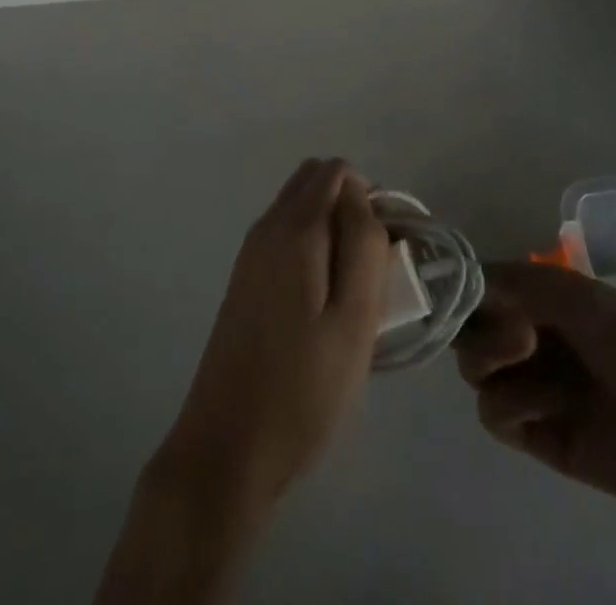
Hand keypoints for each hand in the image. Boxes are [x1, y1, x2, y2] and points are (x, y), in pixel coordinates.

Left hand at [154, 158, 390, 510]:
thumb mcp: (354, 319)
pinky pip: (284, 236)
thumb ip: (363, 245)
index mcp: (294, 228)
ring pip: (299, 208)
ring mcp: (251, 252)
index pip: (336, 171)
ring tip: (354, 292)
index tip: (387, 249)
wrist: (227, 445)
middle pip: (314, 181)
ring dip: (332, 228)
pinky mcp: (245, 279)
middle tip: (374, 267)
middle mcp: (267, 227)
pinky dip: (311, 247)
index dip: (369, 197)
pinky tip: (324, 305)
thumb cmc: (302, 388)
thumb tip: (362, 196)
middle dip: (350, 206)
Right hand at [454, 262, 615, 522]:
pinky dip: (509, 407)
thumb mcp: (584, 299)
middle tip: (519, 338)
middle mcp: (527, 336)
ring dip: (492, 364)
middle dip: (480, 330)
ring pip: (473, 370)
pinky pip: (493, 416)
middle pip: (468, 329)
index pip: (479, 286)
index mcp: (539, 298)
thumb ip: (520, 283)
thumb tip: (463, 276)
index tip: (465, 296)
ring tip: (530, 366)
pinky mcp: (535, 434)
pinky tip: (545, 409)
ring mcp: (530, 385)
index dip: (464, 290)